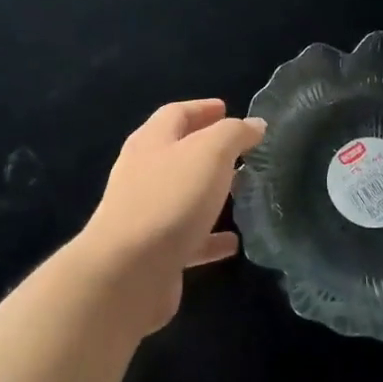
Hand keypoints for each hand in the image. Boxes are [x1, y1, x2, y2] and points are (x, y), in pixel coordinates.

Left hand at [78, 99, 266, 333]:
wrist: (128, 273)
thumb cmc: (170, 199)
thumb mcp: (209, 153)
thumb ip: (234, 134)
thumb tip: (254, 124)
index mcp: (152, 142)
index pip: (176, 114)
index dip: (202, 109)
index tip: (228, 108)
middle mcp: (143, 173)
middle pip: (177, 152)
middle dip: (208, 149)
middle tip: (242, 151)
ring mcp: (145, 214)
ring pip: (183, 195)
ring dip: (210, 191)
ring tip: (243, 190)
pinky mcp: (154, 252)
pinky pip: (188, 238)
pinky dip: (210, 237)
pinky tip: (233, 243)